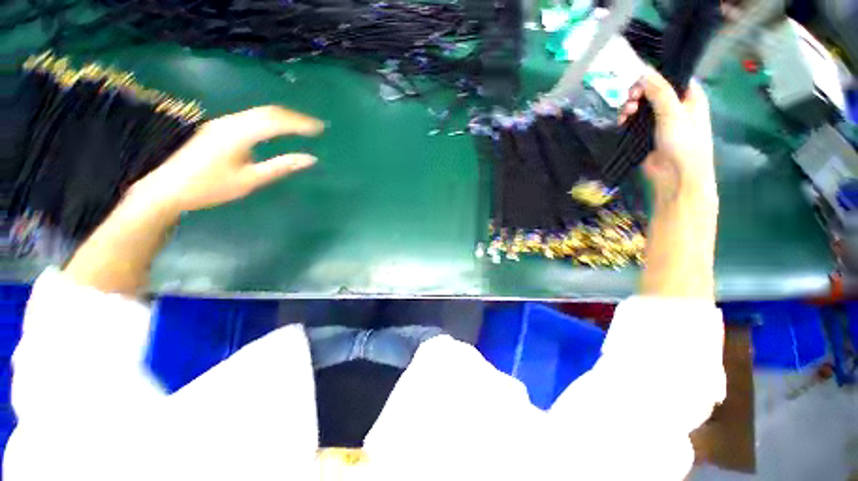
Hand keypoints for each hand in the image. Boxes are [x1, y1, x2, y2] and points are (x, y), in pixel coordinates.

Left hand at [130, 106, 323, 212]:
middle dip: (294, 117)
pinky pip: (251, 118)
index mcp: (238, 134)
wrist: (169, 188)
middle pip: (268, 112)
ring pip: (259, 113)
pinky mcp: (220, 128)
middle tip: (315, 126)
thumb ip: (280, 167)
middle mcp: (230, 123)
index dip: (300, 123)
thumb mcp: (250, 180)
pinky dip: (270, 121)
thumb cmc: (210, 187)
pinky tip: (278, 129)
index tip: (320, 128)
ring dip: (283, 117)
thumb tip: (310, 159)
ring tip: (302, 127)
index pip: (275, 121)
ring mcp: (223, 123)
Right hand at [619, 68, 715, 204]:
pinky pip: (633, 121)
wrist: (675, 176)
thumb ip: (659, 91)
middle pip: (652, 90)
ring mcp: (659, 121)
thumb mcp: (673, 112)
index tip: (639, 79)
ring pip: (641, 105)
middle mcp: (674, 106)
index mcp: (689, 96)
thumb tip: (643, 71)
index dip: (654, 75)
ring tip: (625, 114)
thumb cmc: (683, 142)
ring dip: (630, 106)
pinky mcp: (645, 134)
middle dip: (638, 93)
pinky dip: (626, 119)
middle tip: (631, 99)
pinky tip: (621, 122)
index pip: (671, 76)